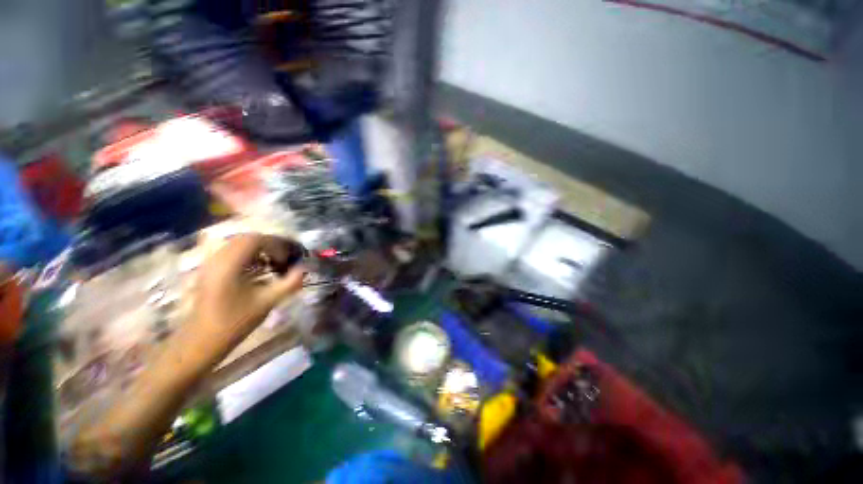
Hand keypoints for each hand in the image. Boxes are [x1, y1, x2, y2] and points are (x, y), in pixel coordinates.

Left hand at [193, 233, 305, 337]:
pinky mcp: (210, 270)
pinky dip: (249, 255)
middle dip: (270, 245)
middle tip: (285, 258)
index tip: (289, 257)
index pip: (256, 240)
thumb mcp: (267, 302)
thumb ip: (289, 283)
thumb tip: (304, 269)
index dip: (277, 244)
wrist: (201, 341)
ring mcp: (211, 263)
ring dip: (260, 249)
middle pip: (247, 238)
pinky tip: (259, 268)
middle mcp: (217, 258)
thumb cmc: (234, 322)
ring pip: (239, 244)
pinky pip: (232, 252)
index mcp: (229, 264)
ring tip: (274, 262)